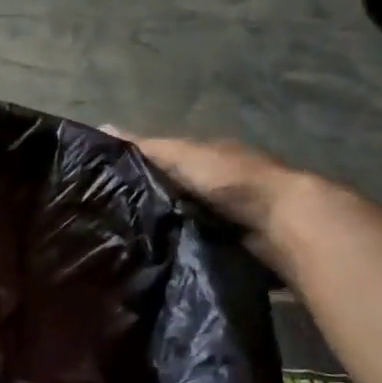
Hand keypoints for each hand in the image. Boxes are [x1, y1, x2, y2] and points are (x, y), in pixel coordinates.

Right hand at [105, 130, 305, 264]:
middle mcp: (214, 181)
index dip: (133, 166)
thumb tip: (101, 127)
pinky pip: (191, 240)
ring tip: (120, 241)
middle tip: (103, 218)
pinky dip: (175, 245)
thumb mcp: (181, 156)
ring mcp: (223, 212)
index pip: (161, 157)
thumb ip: (145, 147)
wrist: (280, 221)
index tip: (101, 183)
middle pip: (169, 188)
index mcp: (204, 155)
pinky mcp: (228, 241)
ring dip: (158, 226)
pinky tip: (151, 255)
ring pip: (179, 217)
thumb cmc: (229, 179)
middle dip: (143, 199)